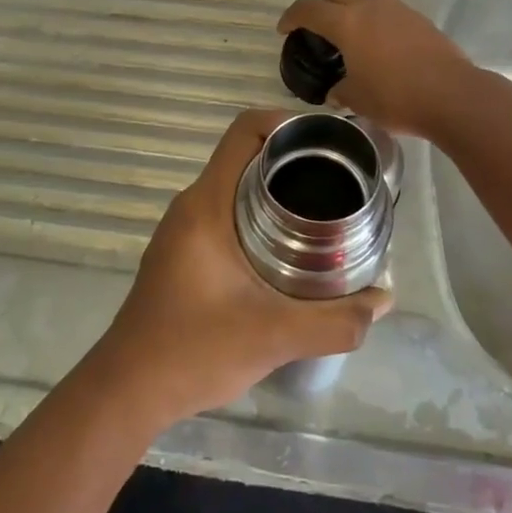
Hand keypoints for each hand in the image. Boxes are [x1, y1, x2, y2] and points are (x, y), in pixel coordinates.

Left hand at [92, 109, 392, 425]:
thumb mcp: (274, 337)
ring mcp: (183, 229)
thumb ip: (334, 321)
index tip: (327, 141)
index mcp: (207, 205)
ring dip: (275, 189)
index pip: (243, 131)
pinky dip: (258, 214)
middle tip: (339, 179)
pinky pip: (226, 212)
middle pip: (245, 156)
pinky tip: (288, 248)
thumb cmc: (194, 351)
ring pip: (235, 186)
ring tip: (322, 211)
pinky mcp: (182, 251)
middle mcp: (192, 205)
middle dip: (292, 159)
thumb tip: (382, 299)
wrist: (128, 389)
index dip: (286, 122)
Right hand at [277, 0, 473, 136]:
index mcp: (346, 23)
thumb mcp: (357, 99)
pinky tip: (382, 43)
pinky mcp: (420, 19)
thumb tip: (336, 90)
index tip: (285, 29)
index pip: (308, 9)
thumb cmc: (396, 97)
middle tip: (318, 29)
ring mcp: (398, 10)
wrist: (452, 96)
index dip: (291, 17)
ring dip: (354, 7)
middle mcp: (370, 7)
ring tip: (353, 31)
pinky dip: (378, 19)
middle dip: (322, 7)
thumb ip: (340, 90)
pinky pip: (390, 10)